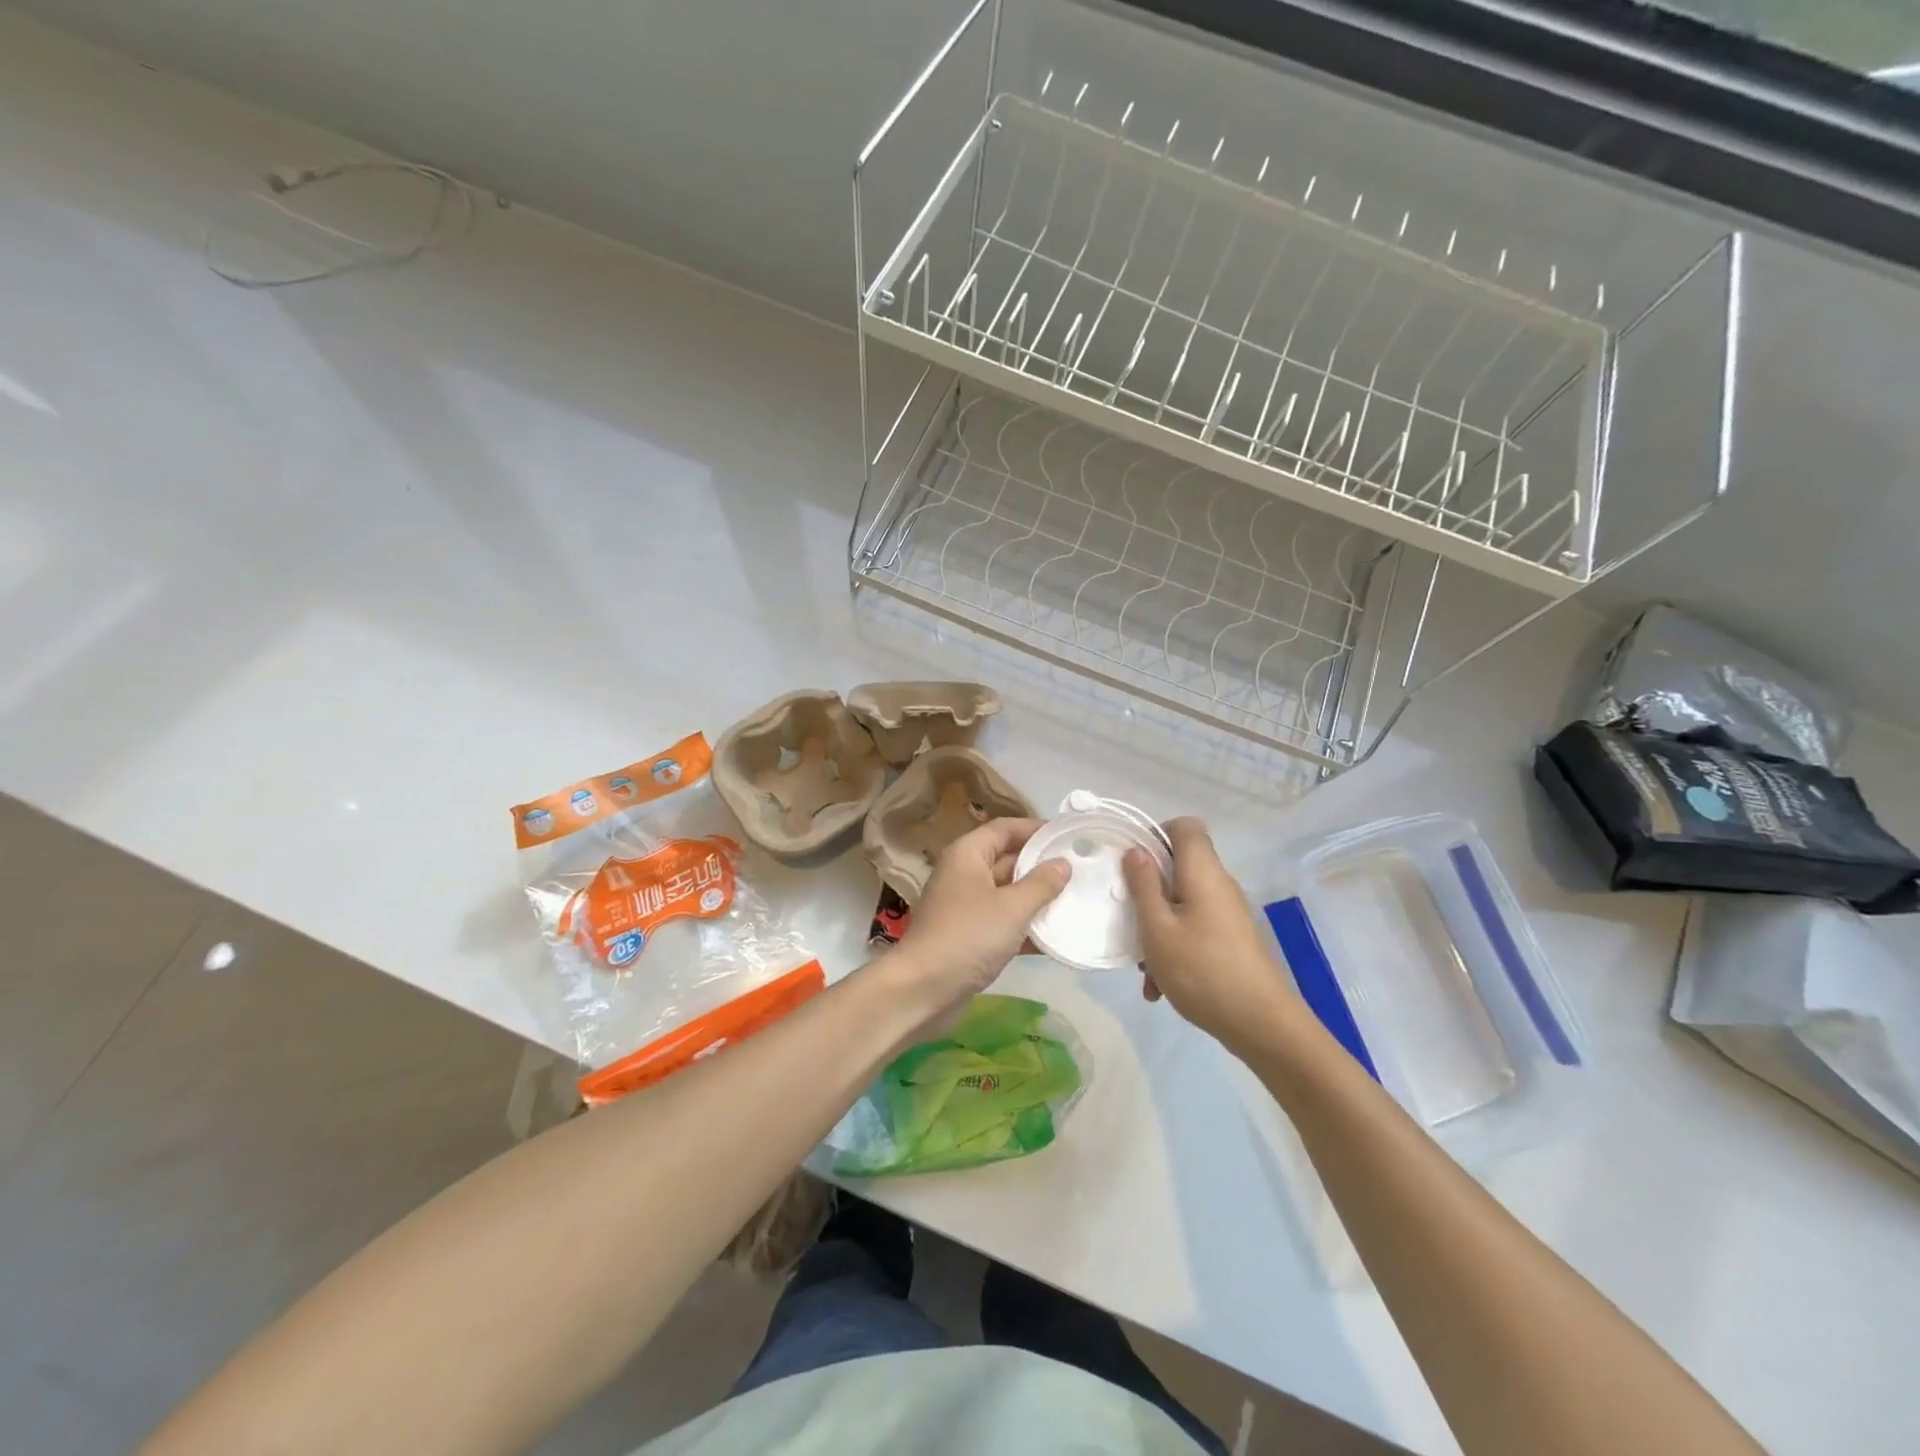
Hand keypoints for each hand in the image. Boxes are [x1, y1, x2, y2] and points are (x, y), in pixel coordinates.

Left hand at [888, 818, 1070, 1015]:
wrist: (923, 990)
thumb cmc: (968, 936)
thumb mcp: (1012, 907)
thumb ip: (1041, 884)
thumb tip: (1063, 863)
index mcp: (968, 855)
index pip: (1005, 829)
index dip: (1036, 829)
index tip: (1069, 836)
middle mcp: (964, 874)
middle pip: (1008, 859)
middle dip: (1041, 866)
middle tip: (1081, 869)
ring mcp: (965, 907)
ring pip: (1007, 894)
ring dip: (1037, 899)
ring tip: (1077, 901)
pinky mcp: (969, 937)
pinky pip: (1003, 922)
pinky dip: (1026, 927)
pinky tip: (1057, 938)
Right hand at [1121, 817, 1298, 1051]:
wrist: (1261, 1025)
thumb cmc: (1201, 970)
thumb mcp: (1157, 928)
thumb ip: (1143, 886)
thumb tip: (1136, 850)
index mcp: (1202, 872)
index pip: (1186, 826)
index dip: (1156, 833)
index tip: (1131, 862)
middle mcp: (1218, 885)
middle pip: (1179, 866)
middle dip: (1147, 890)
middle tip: (1127, 916)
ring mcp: (1227, 913)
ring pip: (1181, 903)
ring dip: (1157, 927)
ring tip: (1142, 966)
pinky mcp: (1230, 938)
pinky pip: (1193, 928)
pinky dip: (1174, 946)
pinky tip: (1160, 985)